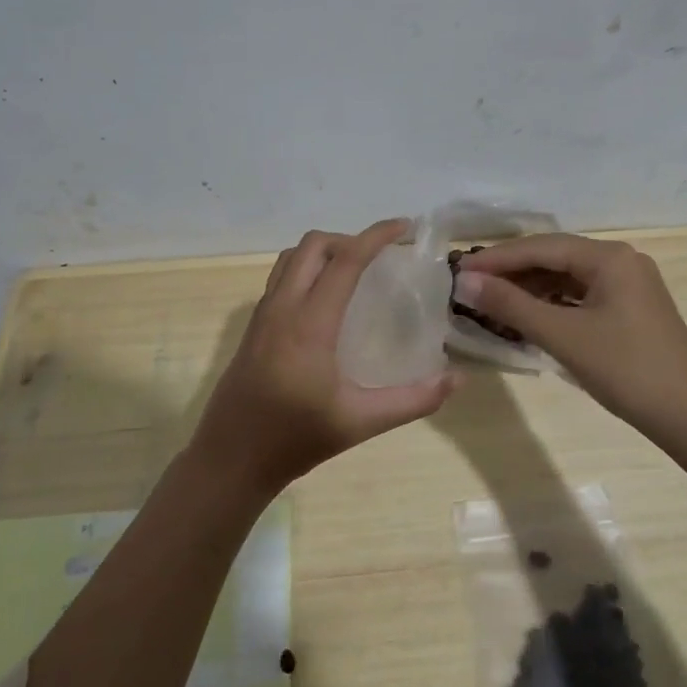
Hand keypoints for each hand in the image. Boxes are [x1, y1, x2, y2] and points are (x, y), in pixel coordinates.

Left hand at [188, 219, 458, 495]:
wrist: (230, 460)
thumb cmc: (295, 439)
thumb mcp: (360, 422)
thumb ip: (413, 400)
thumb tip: (457, 379)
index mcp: (309, 324)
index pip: (345, 261)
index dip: (376, 236)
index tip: (405, 227)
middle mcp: (282, 308)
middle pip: (312, 246)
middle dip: (349, 239)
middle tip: (380, 258)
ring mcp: (262, 316)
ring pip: (291, 259)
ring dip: (324, 252)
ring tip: (355, 272)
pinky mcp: (252, 328)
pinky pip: (280, 279)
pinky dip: (306, 271)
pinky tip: (326, 302)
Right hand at [455, 234, 686, 445]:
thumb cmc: (626, 369)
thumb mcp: (562, 336)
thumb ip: (511, 305)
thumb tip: (464, 282)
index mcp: (610, 257)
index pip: (541, 246)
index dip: (497, 258)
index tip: (458, 270)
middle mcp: (621, 261)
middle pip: (554, 257)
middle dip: (511, 272)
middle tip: (469, 286)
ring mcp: (628, 286)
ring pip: (566, 278)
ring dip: (529, 289)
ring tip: (490, 302)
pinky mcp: (629, 310)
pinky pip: (580, 296)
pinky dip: (551, 304)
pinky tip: (527, 317)